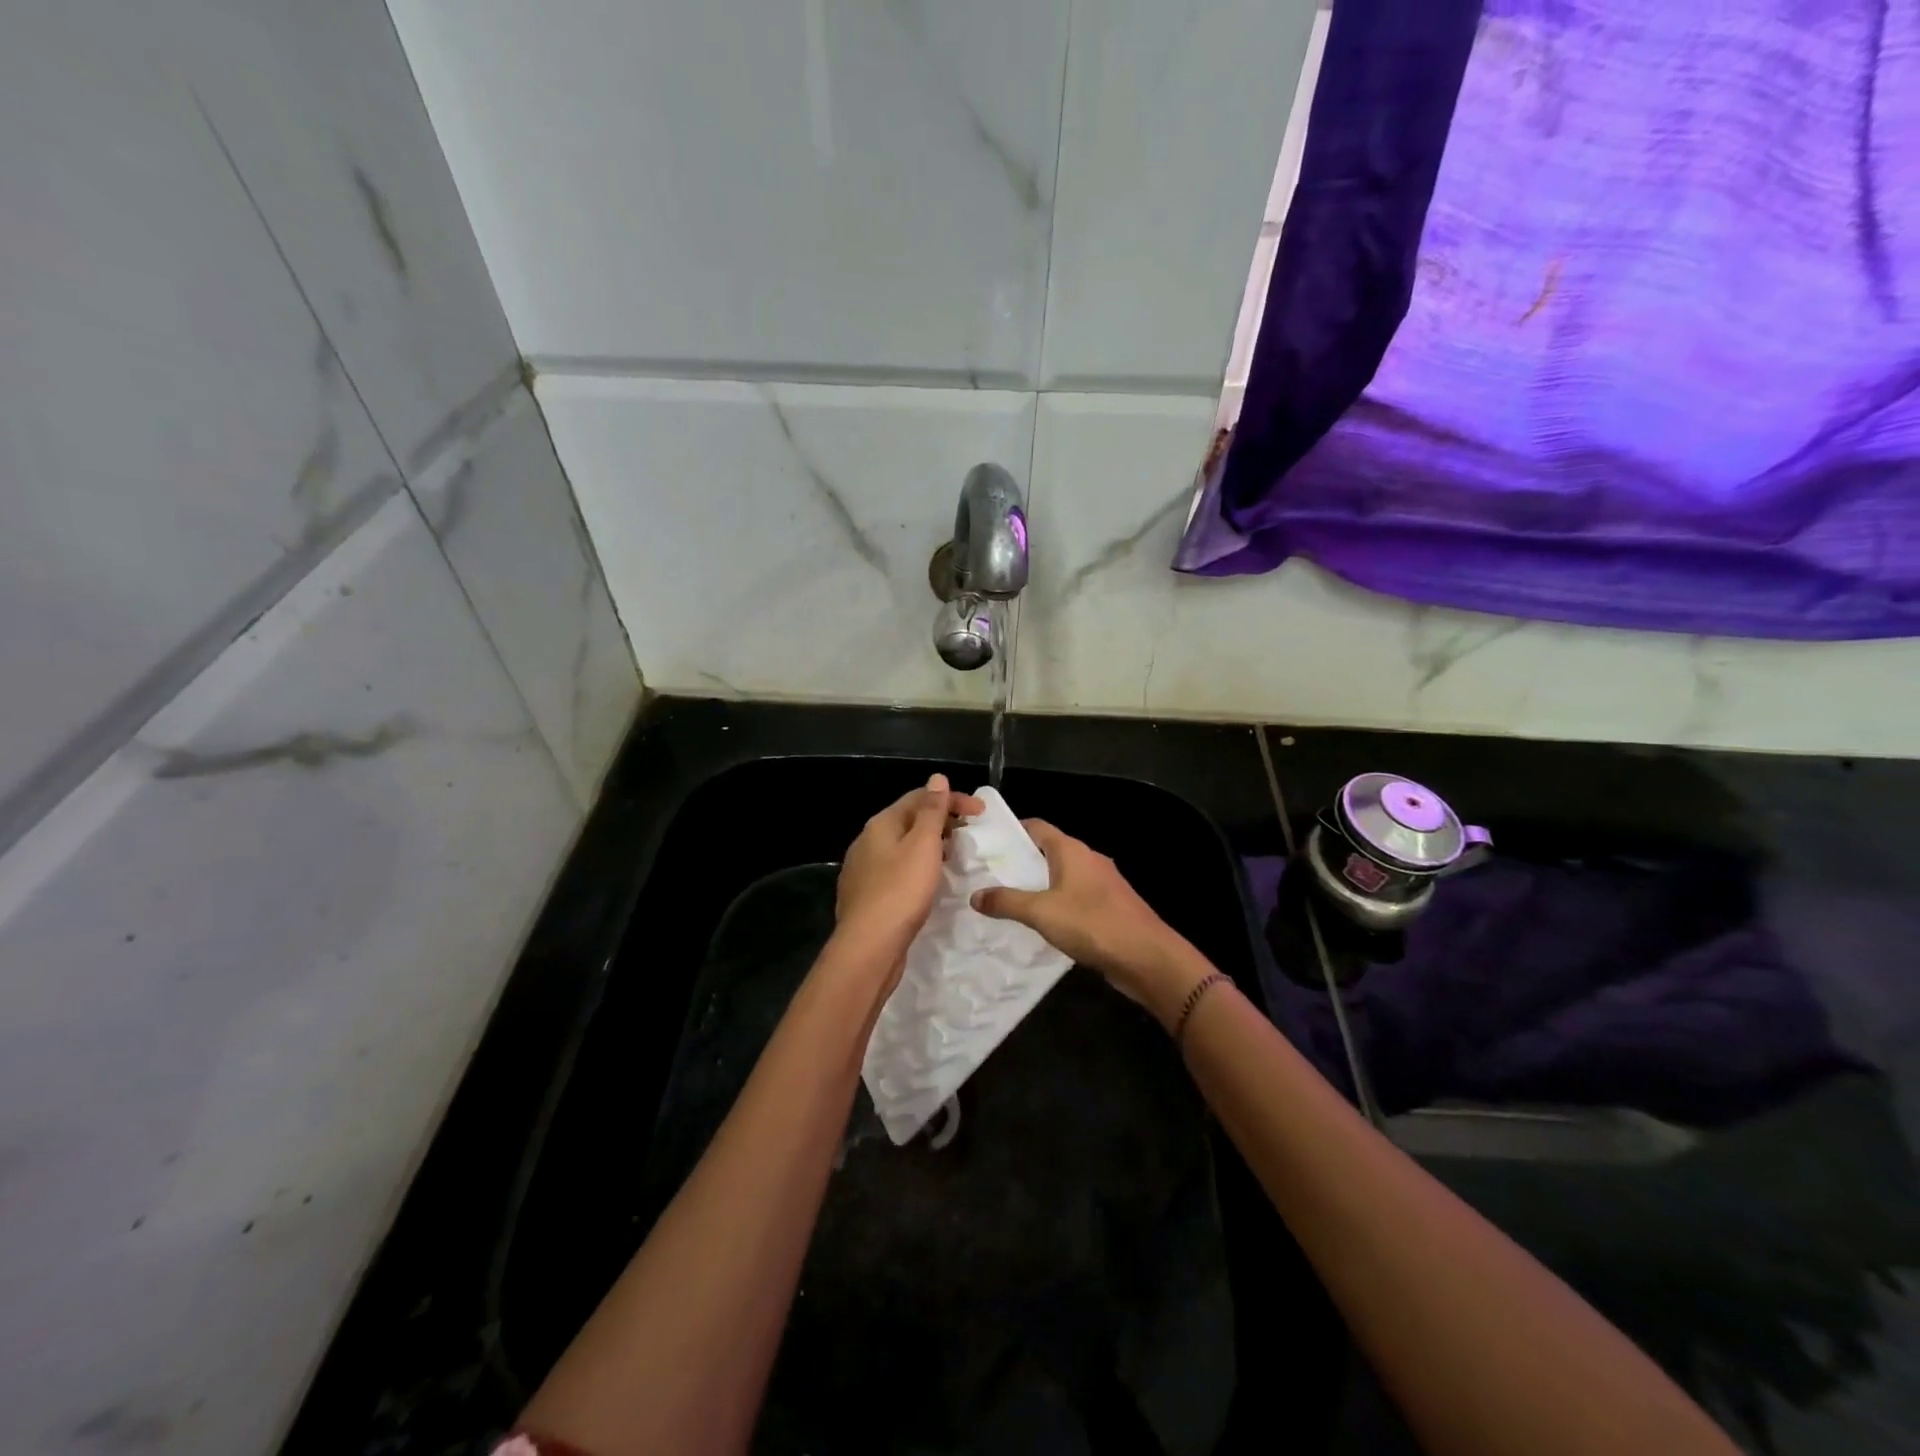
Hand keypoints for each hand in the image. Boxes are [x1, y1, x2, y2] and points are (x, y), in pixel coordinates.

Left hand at [834, 774, 983, 973]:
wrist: (868, 947)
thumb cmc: (901, 891)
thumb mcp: (923, 846)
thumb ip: (932, 811)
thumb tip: (936, 778)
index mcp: (881, 824)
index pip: (919, 798)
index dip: (952, 799)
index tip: (981, 813)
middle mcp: (867, 841)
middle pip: (909, 821)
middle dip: (941, 822)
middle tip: (969, 835)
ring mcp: (863, 870)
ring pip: (902, 847)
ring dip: (929, 846)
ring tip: (954, 858)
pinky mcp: (867, 896)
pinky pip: (896, 871)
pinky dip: (917, 868)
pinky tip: (929, 883)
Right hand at [971, 820, 1211, 1029]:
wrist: (1147, 957)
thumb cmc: (1092, 924)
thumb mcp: (1041, 912)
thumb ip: (1006, 902)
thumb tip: (975, 895)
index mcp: (1072, 850)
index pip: (1037, 827)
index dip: (1012, 831)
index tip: (987, 844)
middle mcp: (1088, 859)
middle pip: (1049, 851)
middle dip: (1021, 862)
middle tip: (990, 876)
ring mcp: (1103, 883)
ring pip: (1063, 876)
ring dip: (1039, 885)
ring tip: (1010, 901)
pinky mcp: (1110, 907)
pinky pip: (1076, 897)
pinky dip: (1058, 903)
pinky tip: (1043, 924)